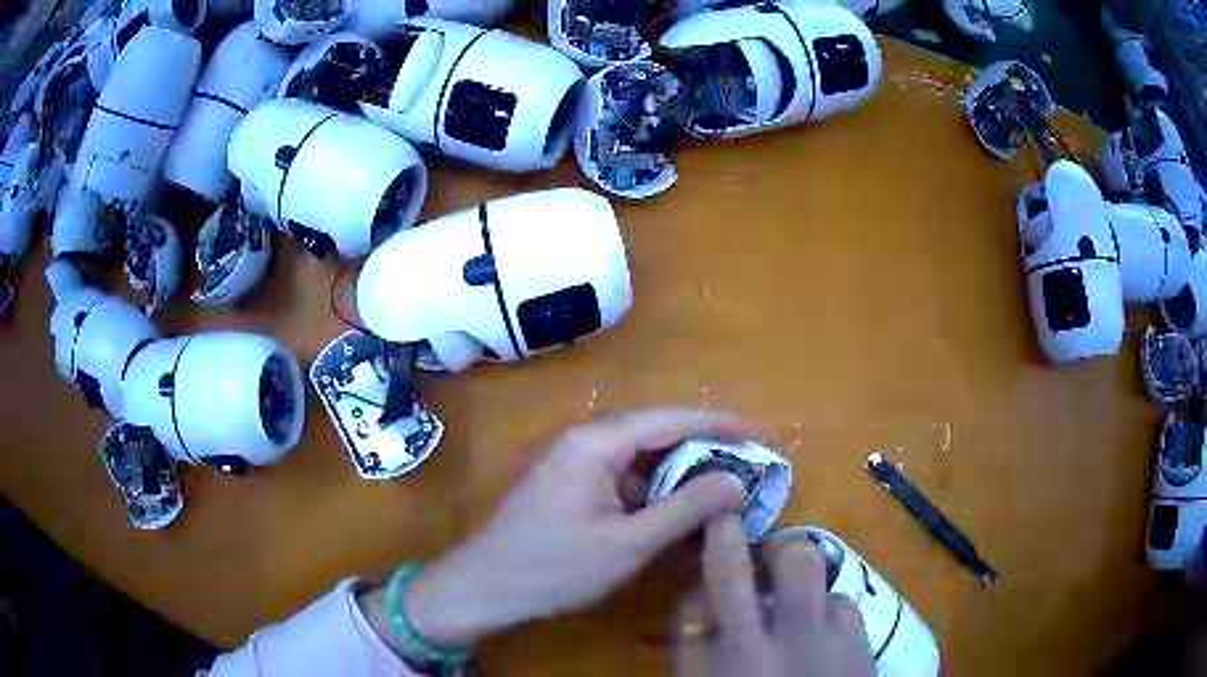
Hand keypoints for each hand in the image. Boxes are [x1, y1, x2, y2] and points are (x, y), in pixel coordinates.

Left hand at [401, 407, 758, 646]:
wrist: (486, 586)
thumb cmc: (555, 566)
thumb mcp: (628, 543)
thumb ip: (684, 510)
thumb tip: (735, 481)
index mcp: (596, 443)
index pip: (669, 418)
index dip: (717, 423)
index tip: (758, 434)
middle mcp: (585, 441)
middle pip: (655, 432)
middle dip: (702, 446)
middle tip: (746, 464)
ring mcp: (574, 462)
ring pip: (639, 456)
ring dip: (678, 470)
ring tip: (720, 486)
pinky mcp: (570, 484)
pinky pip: (622, 476)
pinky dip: (653, 489)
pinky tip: (675, 508)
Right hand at [674, 516, 873, 676]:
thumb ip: (693, 645)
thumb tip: (698, 600)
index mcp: (738, 650)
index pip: (722, 574)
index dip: (720, 539)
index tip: (720, 526)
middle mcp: (787, 635)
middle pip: (792, 558)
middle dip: (776, 549)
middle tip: (765, 566)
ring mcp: (831, 636)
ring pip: (824, 577)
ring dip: (802, 584)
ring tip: (793, 608)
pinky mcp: (861, 644)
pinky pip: (844, 603)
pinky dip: (828, 612)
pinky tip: (821, 638)